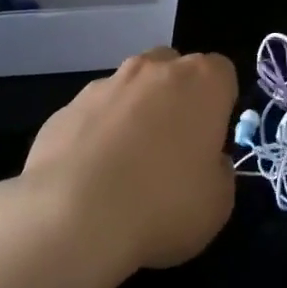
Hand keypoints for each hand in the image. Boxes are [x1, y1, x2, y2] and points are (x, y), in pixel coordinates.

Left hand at [2, 47, 239, 272]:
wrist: (73, 218)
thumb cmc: (163, 205)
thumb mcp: (219, 201)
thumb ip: (218, 169)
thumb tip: (205, 160)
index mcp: (201, 82)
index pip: (222, 72)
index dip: (220, 104)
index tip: (213, 139)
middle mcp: (152, 69)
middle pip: (173, 68)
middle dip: (177, 97)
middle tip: (174, 146)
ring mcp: (104, 84)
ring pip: (130, 87)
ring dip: (135, 112)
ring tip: (127, 165)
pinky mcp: (64, 108)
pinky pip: (93, 114)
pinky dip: (97, 134)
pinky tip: (91, 175)